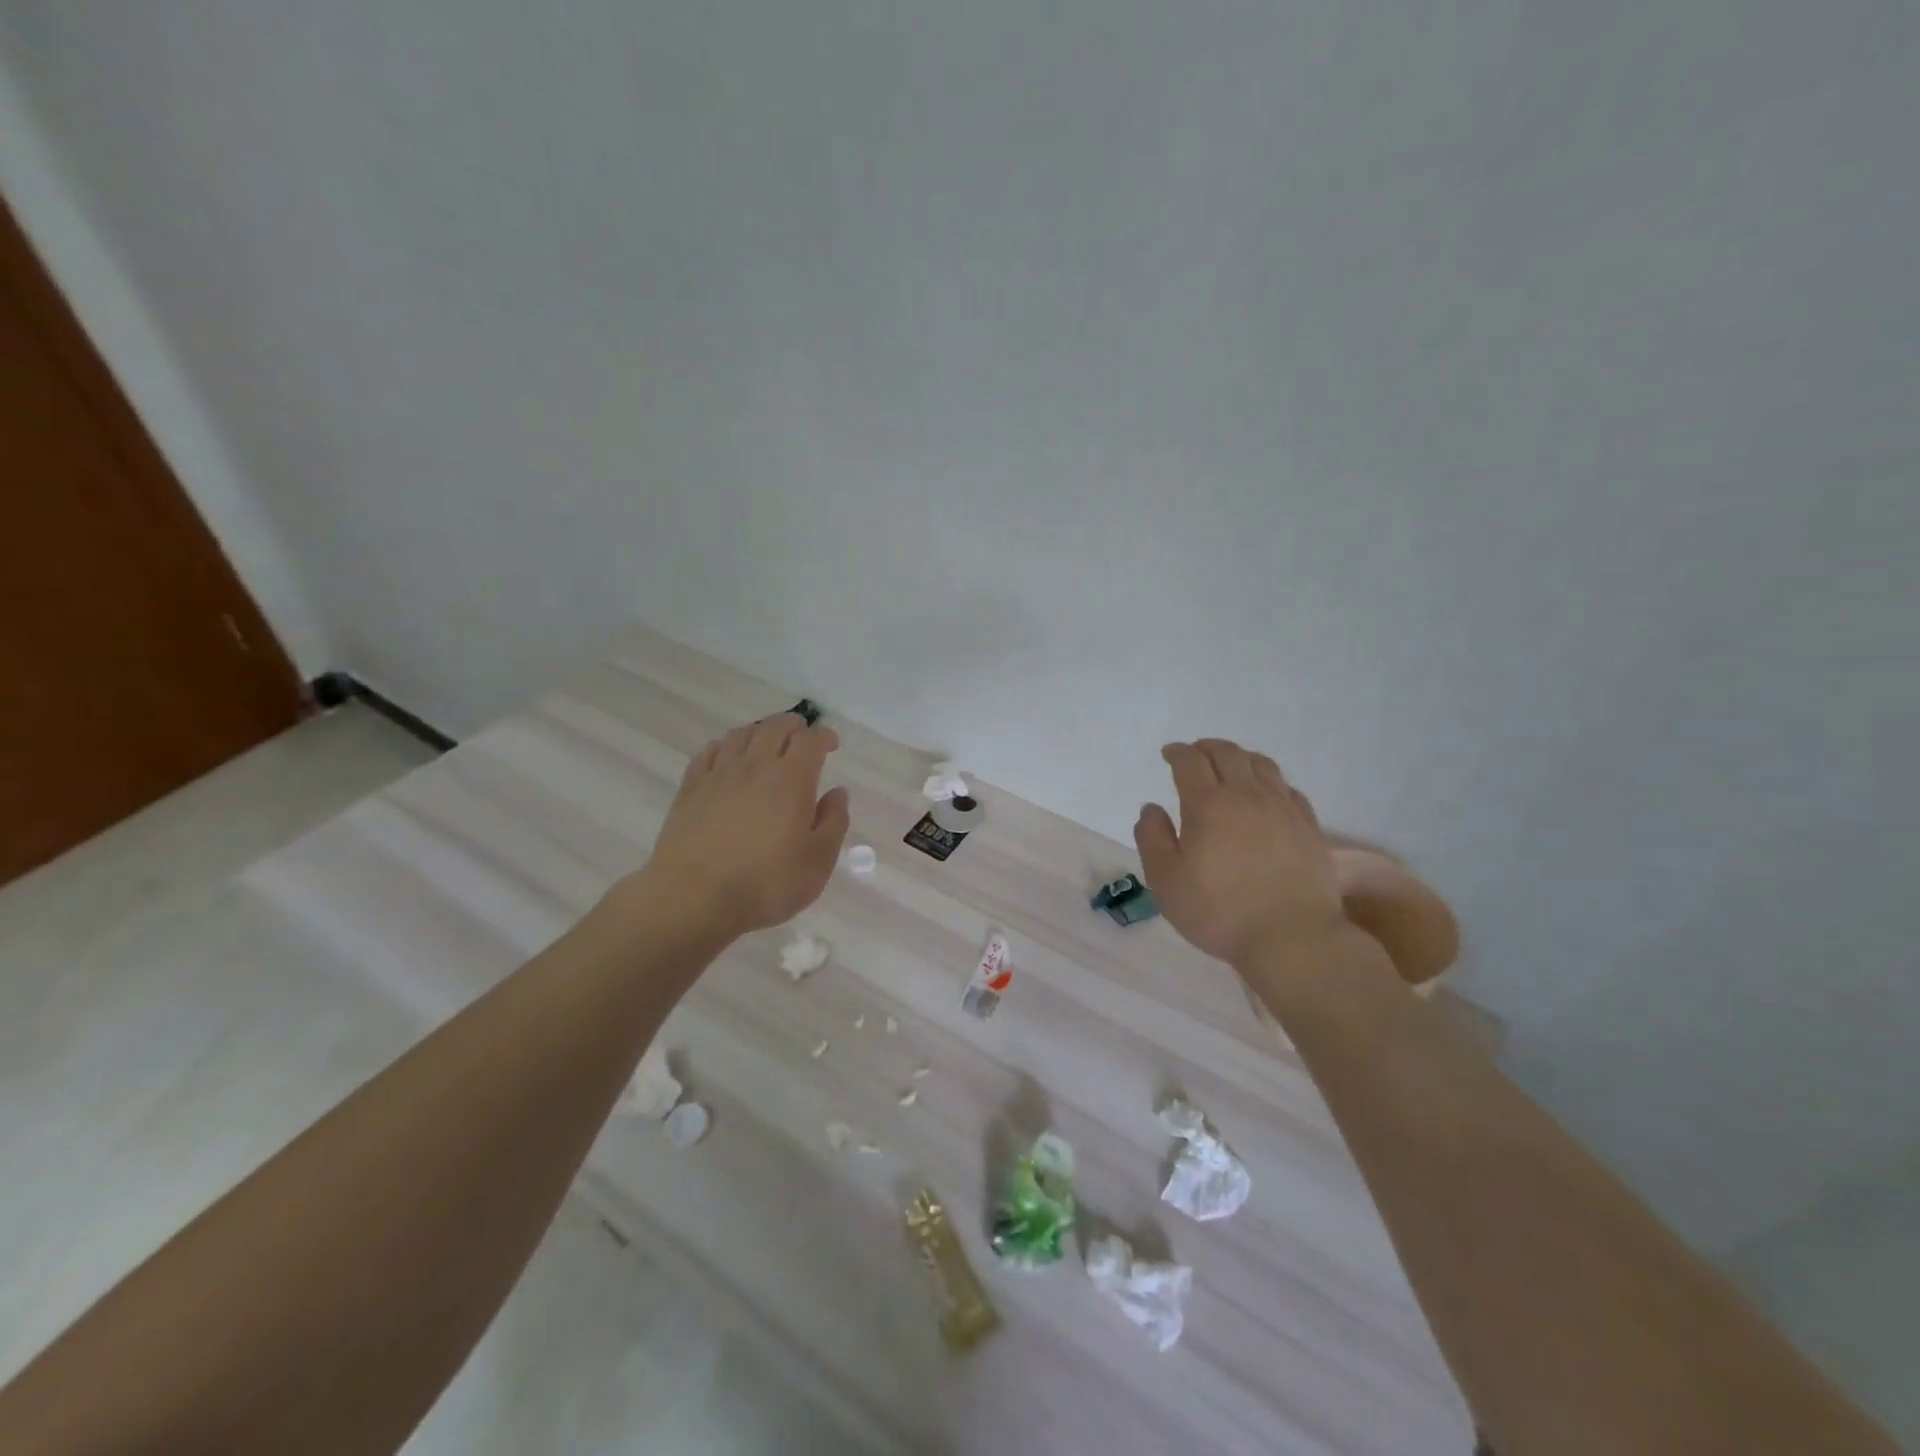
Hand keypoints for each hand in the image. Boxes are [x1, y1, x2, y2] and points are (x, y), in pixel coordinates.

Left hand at [629, 714, 849, 936]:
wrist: (693, 899)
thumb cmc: (765, 884)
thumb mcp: (817, 862)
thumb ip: (834, 822)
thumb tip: (837, 793)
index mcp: (791, 779)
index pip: (810, 740)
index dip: (824, 736)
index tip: (831, 746)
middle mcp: (755, 766)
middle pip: (775, 726)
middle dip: (794, 726)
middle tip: (802, 740)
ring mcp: (718, 774)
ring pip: (741, 734)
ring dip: (760, 732)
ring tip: (767, 747)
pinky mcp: (690, 788)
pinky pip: (710, 751)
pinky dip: (726, 747)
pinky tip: (729, 761)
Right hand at [1134, 739, 1345, 970]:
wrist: (1292, 937)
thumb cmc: (1219, 911)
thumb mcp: (1166, 880)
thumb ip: (1152, 838)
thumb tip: (1151, 809)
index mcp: (1208, 804)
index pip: (1190, 762)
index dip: (1177, 753)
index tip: (1168, 754)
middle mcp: (1247, 795)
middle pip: (1228, 754)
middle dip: (1207, 748)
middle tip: (1196, 754)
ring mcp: (1283, 808)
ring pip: (1262, 765)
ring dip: (1241, 758)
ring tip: (1231, 766)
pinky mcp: (1309, 826)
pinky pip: (1289, 789)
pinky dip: (1271, 782)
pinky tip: (1268, 794)